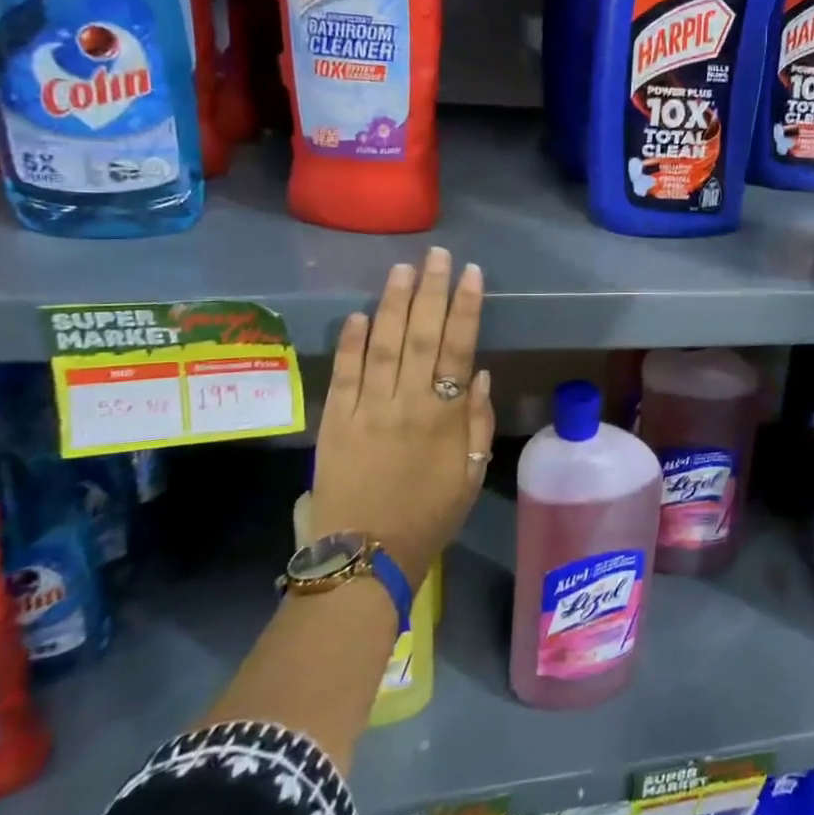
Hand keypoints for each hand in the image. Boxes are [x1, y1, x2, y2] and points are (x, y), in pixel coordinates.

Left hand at [309, 247, 493, 590]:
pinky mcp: (334, 422)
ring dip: (393, 304)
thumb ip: (476, 423)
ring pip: (383, 346)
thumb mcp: (470, 476)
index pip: (458, 349)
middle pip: (421, 336)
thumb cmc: (428, 518)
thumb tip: (479, 374)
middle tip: (436, 255)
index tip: (471, 273)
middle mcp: (406, 404)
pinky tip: (358, 314)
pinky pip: (343, 375)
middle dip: (430, 291)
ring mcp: (366, 410)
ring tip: (401, 269)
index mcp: (444, 418)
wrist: (364, 559)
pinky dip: (351, 343)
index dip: (466, 308)